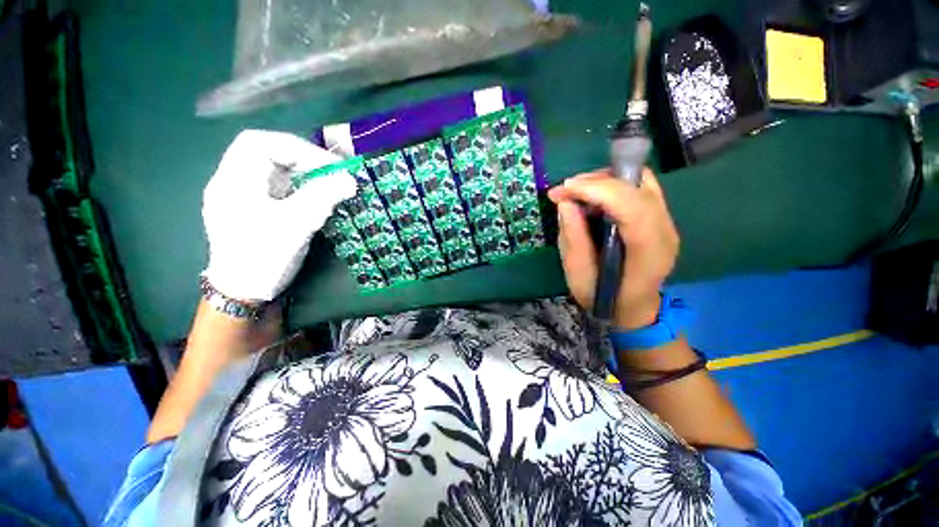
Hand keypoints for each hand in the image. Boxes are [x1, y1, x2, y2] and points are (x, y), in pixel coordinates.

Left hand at [202, 130, 356, 301]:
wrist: (244, 293)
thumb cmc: (263, 258)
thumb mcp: (295, 225)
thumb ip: (322, 198)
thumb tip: (350, 180)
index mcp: (233, 181)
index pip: (260, 143)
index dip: (297, 148)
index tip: (329, 166)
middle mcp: (234, 183)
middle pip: (267, 154)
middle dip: (302, 159)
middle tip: (332, 172)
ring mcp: (245, 197)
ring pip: (275, 171)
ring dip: (303, 173)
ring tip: (329, 183)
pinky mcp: (256, 209)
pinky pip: (280, 188)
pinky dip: (300, 187)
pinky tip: (316, 197)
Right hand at [547, 169, 678, 328]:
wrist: (633, 309)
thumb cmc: (603, 299)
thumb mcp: (578, 277)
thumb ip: (573, 240)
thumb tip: (565, 203)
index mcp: (648, 251)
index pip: (631, 205)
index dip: (596, 190)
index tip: (563, 190)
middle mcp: (665, 230)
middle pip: (638, 185)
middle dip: (596, 181)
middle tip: (564, 191)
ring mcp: (667, 222)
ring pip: (639, 181)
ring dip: (603, 180)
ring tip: (575, 192)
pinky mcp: (659, 217)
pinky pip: (638, 188)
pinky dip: (611, 185)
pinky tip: (591, 197)